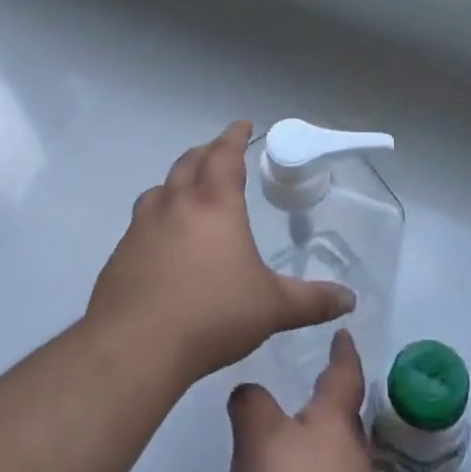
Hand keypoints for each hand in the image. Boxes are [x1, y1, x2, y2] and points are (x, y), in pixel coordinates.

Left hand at [87, 122, 354, 384]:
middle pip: (189, 163)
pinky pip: (141, 221)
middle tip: (219, 152)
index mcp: (214, 204)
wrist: (135, 346)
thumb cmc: (212, 315)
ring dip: (177, 181)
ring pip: (159, 189)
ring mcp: (142, 227)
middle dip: (207, 152)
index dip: (234, 136)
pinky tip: (163, 241)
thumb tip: (349, 300)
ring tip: (187, 190)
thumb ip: (312, 301)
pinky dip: (157, 216)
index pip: (225, 155)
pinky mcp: (120, 254)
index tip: (242, 125)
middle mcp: (175, 205)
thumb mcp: (272, 308)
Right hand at [228, 330, 396, 471]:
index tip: (343, 332)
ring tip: (292, 432)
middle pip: (343, 412)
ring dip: (319, 437)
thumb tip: (249, 391)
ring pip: (336, 449)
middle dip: (329, 395)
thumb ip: (250, 406)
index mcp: (335, 417)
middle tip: (309, 379)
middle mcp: (351, 448)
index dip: (342, 350)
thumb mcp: (260, 439)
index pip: (343, 372)